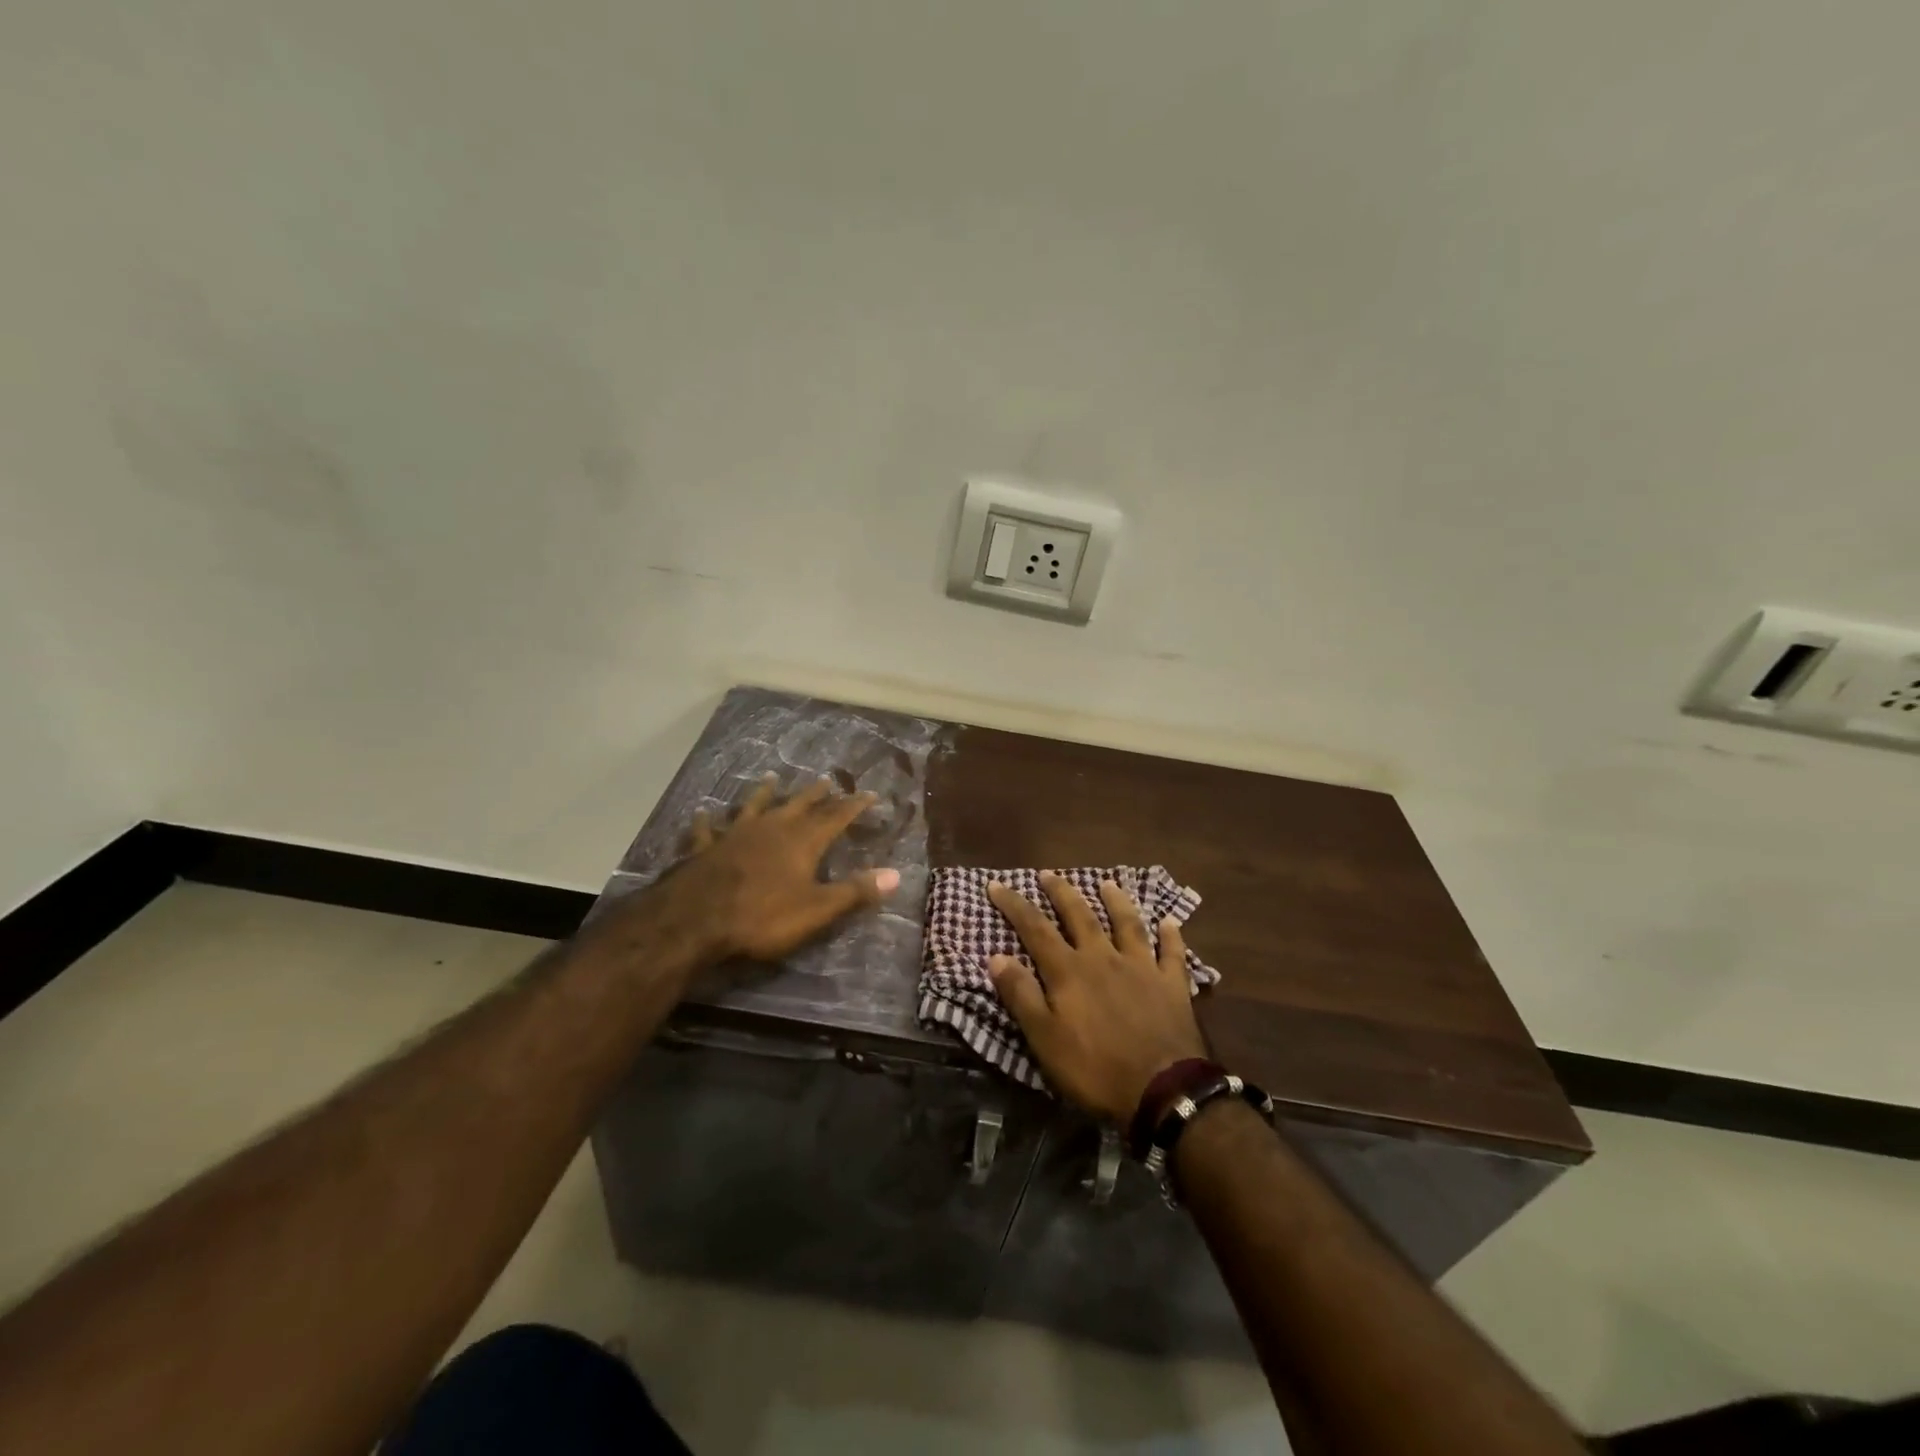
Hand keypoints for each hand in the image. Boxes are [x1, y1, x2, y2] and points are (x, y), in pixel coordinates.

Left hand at [661, 772, 900, 961]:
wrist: (696, 919)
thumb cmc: (763, 915)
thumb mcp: (817, 909)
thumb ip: (855, 891)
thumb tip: (896, 874)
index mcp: (802, 841)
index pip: (836, 817)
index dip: (854, 806)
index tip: (869, 793)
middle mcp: (772, 828)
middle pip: (798, 805)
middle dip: (816, 794)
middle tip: (827, 780)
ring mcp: (736, 835)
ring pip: (754, 806)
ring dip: (765, 793)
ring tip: (770, 778)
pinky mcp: (706, 848)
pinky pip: (708, 829)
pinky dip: (708, 820)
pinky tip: (704, 812)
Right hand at [987, 873, 1208, 1123]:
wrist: (1162, 1090)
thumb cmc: (1095, 1069)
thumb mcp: (1044, 1039)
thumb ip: (1021, 995)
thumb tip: (996, 956)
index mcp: (1069, 971)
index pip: (1035, 928)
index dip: (1014, 905)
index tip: (997, 884)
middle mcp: (1103, 958)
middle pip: (1080, 916)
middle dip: (1061, 892)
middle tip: (1048, 873)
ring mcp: (1142, 968)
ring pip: (1127, 924)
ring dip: (1116, 902)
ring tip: (1107, 883)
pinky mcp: (1172, 985)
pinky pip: (1172, 953)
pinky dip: (1170, 936)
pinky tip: (1170, 922)